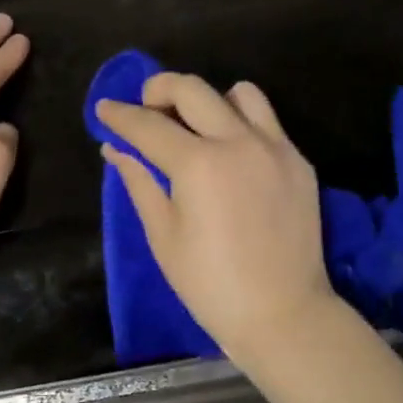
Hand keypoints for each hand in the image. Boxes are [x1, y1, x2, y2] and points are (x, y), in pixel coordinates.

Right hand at [95, 73, 336, 361]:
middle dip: (159, 89)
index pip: (149, 125)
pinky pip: (268, 122)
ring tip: (197, 126)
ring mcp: (276, 148)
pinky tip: (232, 154)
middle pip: (192, 89)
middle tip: (145, 107)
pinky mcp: (299, 161)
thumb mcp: (164, 236)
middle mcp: (239, 142)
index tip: (104, 108)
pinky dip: (242, 124)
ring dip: (210, 100)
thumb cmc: (211, 285)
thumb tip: (115, 149)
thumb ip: (140, 183)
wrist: (282, 313)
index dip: (120, 115)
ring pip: (240, 93)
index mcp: (199, 164)